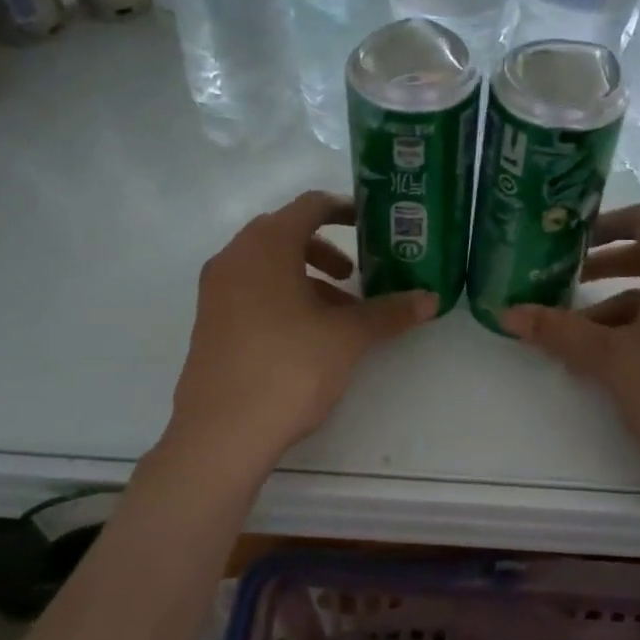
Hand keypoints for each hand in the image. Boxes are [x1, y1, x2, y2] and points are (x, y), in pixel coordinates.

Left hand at [169, 191, 435, 462]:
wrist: (221, 432)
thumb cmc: (289, 367)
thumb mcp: (347, 337)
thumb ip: (389, 313)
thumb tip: (430, 300)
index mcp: (266, 246)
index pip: (309, 206)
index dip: (343, 209)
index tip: (370, 224)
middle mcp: (234, 258)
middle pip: (284, 234)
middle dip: (325, 250)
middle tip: (354, 275)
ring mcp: (215, 291)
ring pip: (267, 266)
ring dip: (305, 278)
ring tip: (338, 315)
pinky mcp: (209, 322)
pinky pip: (250, 291)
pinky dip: (281, 297)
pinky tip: (306, 337)